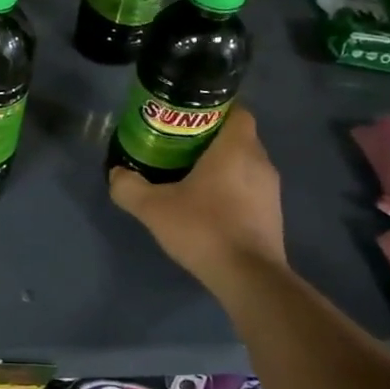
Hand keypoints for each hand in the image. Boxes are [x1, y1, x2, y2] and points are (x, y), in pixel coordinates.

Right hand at [109, 108, 287, 296]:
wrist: (249, 279)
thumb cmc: (205, 229)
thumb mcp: (153, 207)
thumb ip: (129, 187)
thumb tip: (117, 173)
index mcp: (236, 148)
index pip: (237, 110)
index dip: (213, 110)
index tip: (186, 118)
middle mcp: (260, 162)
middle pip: (237, 136)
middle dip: (210, 137)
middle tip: (178, 145)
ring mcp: (271, 191)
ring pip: (244, 163)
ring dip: (221, 165)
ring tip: (188, 175)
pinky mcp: (272, 215)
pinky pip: (250, 188)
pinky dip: (231, 189)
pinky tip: (206, 206)